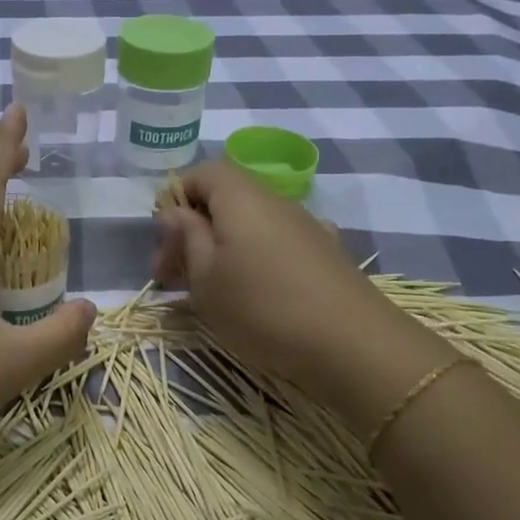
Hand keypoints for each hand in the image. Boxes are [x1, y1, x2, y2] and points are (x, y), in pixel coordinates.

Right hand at [152, 159, 424, 394]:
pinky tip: (256, 296)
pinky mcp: (327, 254)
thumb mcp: (206, 278)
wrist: (353, 346)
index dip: (177, 198)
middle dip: (194, 231)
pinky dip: (256, 261)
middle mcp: (276, 202)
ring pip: (251, 225)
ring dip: (223, 249)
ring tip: (211, 292)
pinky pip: (277, 245)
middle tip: (174, 278)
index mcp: (241, 198)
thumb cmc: (262, 308)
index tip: (166, 242)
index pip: (203, 173)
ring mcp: (307, 227)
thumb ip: (187, 238)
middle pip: (226, 199)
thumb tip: (175, 211)